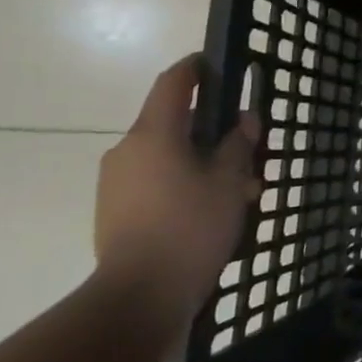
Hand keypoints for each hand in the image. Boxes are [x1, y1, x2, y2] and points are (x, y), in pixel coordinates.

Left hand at [94, 54, 259, 332]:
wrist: (139, 296)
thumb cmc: (190, 227)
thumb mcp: (229, 181)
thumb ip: (237, 144)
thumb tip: (243, 120)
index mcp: (154, 133)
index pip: (173, 83)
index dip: (195, 68)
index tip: (216, 64)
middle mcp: (128, 149)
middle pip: (173, 123)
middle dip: (211, 130)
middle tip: (246, 150)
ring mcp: (116, 182)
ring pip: (167, 156)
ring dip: (201, 162)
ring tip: (237, 190)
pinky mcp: (115, 210)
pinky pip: (154, 181)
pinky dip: (183, 183)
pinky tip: (211, 210)